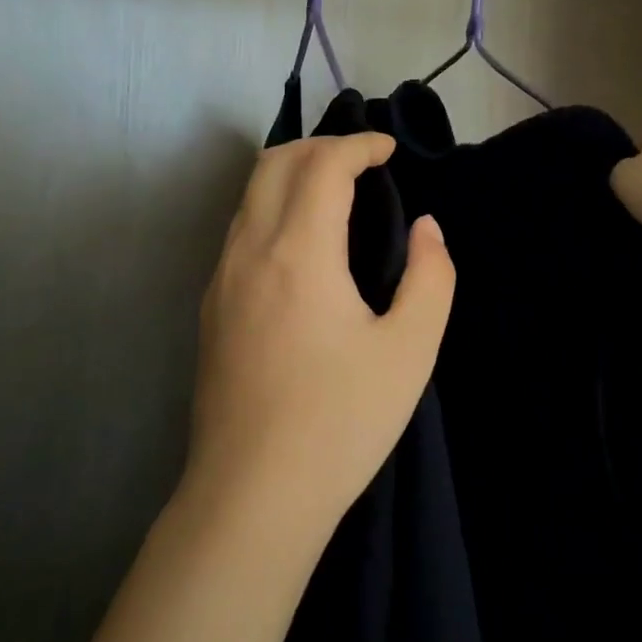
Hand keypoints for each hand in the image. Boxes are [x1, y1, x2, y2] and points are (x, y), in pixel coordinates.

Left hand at [185, 133, 455, 545]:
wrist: (252, 497)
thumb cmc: (340, 422)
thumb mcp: (410, 350)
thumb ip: (430, 276)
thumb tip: (426, 228)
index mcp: (299, 251)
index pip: (322, 163)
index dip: (359, 144)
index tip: (390, 150)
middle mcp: (250, 250)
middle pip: (275, 162)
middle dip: (321, 146)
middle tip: (364, 163)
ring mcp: (221, 278)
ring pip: (250, 193)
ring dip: (293, 173)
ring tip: (337, 194)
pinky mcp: (211, 306)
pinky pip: (241, 228)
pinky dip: (274, 206)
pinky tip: (304, 244)